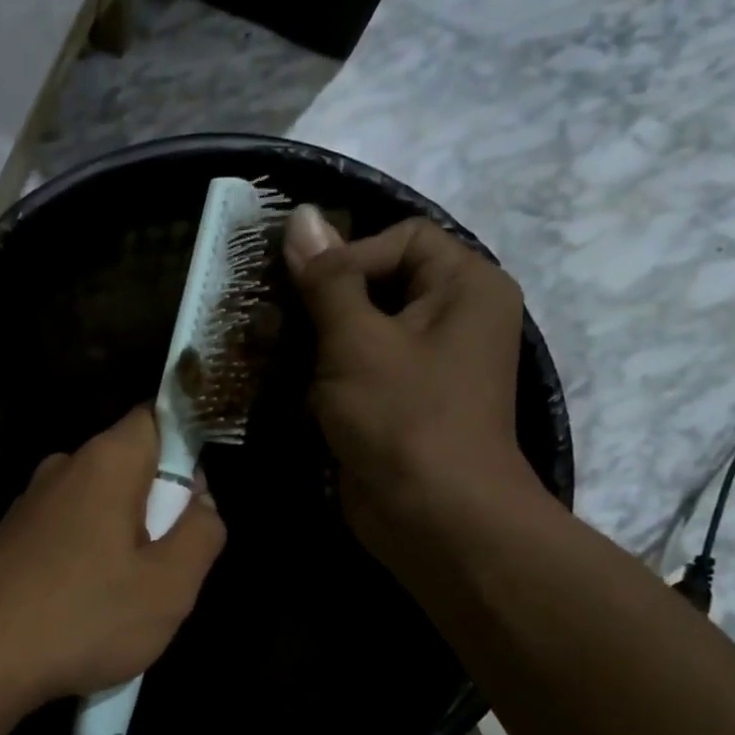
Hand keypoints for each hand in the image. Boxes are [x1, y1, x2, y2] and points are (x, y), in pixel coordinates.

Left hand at [0, 407, 226, 710]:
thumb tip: (202, 502)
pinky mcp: (11, 534)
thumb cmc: (85, 618)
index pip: (157, 417)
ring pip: (98, 501)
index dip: (186, 449)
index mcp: (106, 461)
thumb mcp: (169, 586)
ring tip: (123, 592)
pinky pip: (67, 527)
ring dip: (122, 535)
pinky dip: (86, 552)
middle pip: (129, 464)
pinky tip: (82, 601)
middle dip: (157, 503)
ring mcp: (31, 500)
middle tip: (165, 562)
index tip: (194, 499)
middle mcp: (63, 466)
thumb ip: (201, 533)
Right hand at [283, 205, 538, 562]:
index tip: (305, 293)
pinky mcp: (398, 405)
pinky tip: (291, 394)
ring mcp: (426, 366)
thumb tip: (301, 217)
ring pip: (359, 332)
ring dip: (313, 343)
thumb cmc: (403, 416)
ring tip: (270, 355)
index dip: (348, 255)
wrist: (433, 517)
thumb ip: (326, 279)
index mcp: (464, 286)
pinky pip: (357, 372)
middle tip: (273, 321)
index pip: (400, 238)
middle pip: (377, 284)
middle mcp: (452, 318)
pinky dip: (323, 379)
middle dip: (321, 302)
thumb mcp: (357, 340)